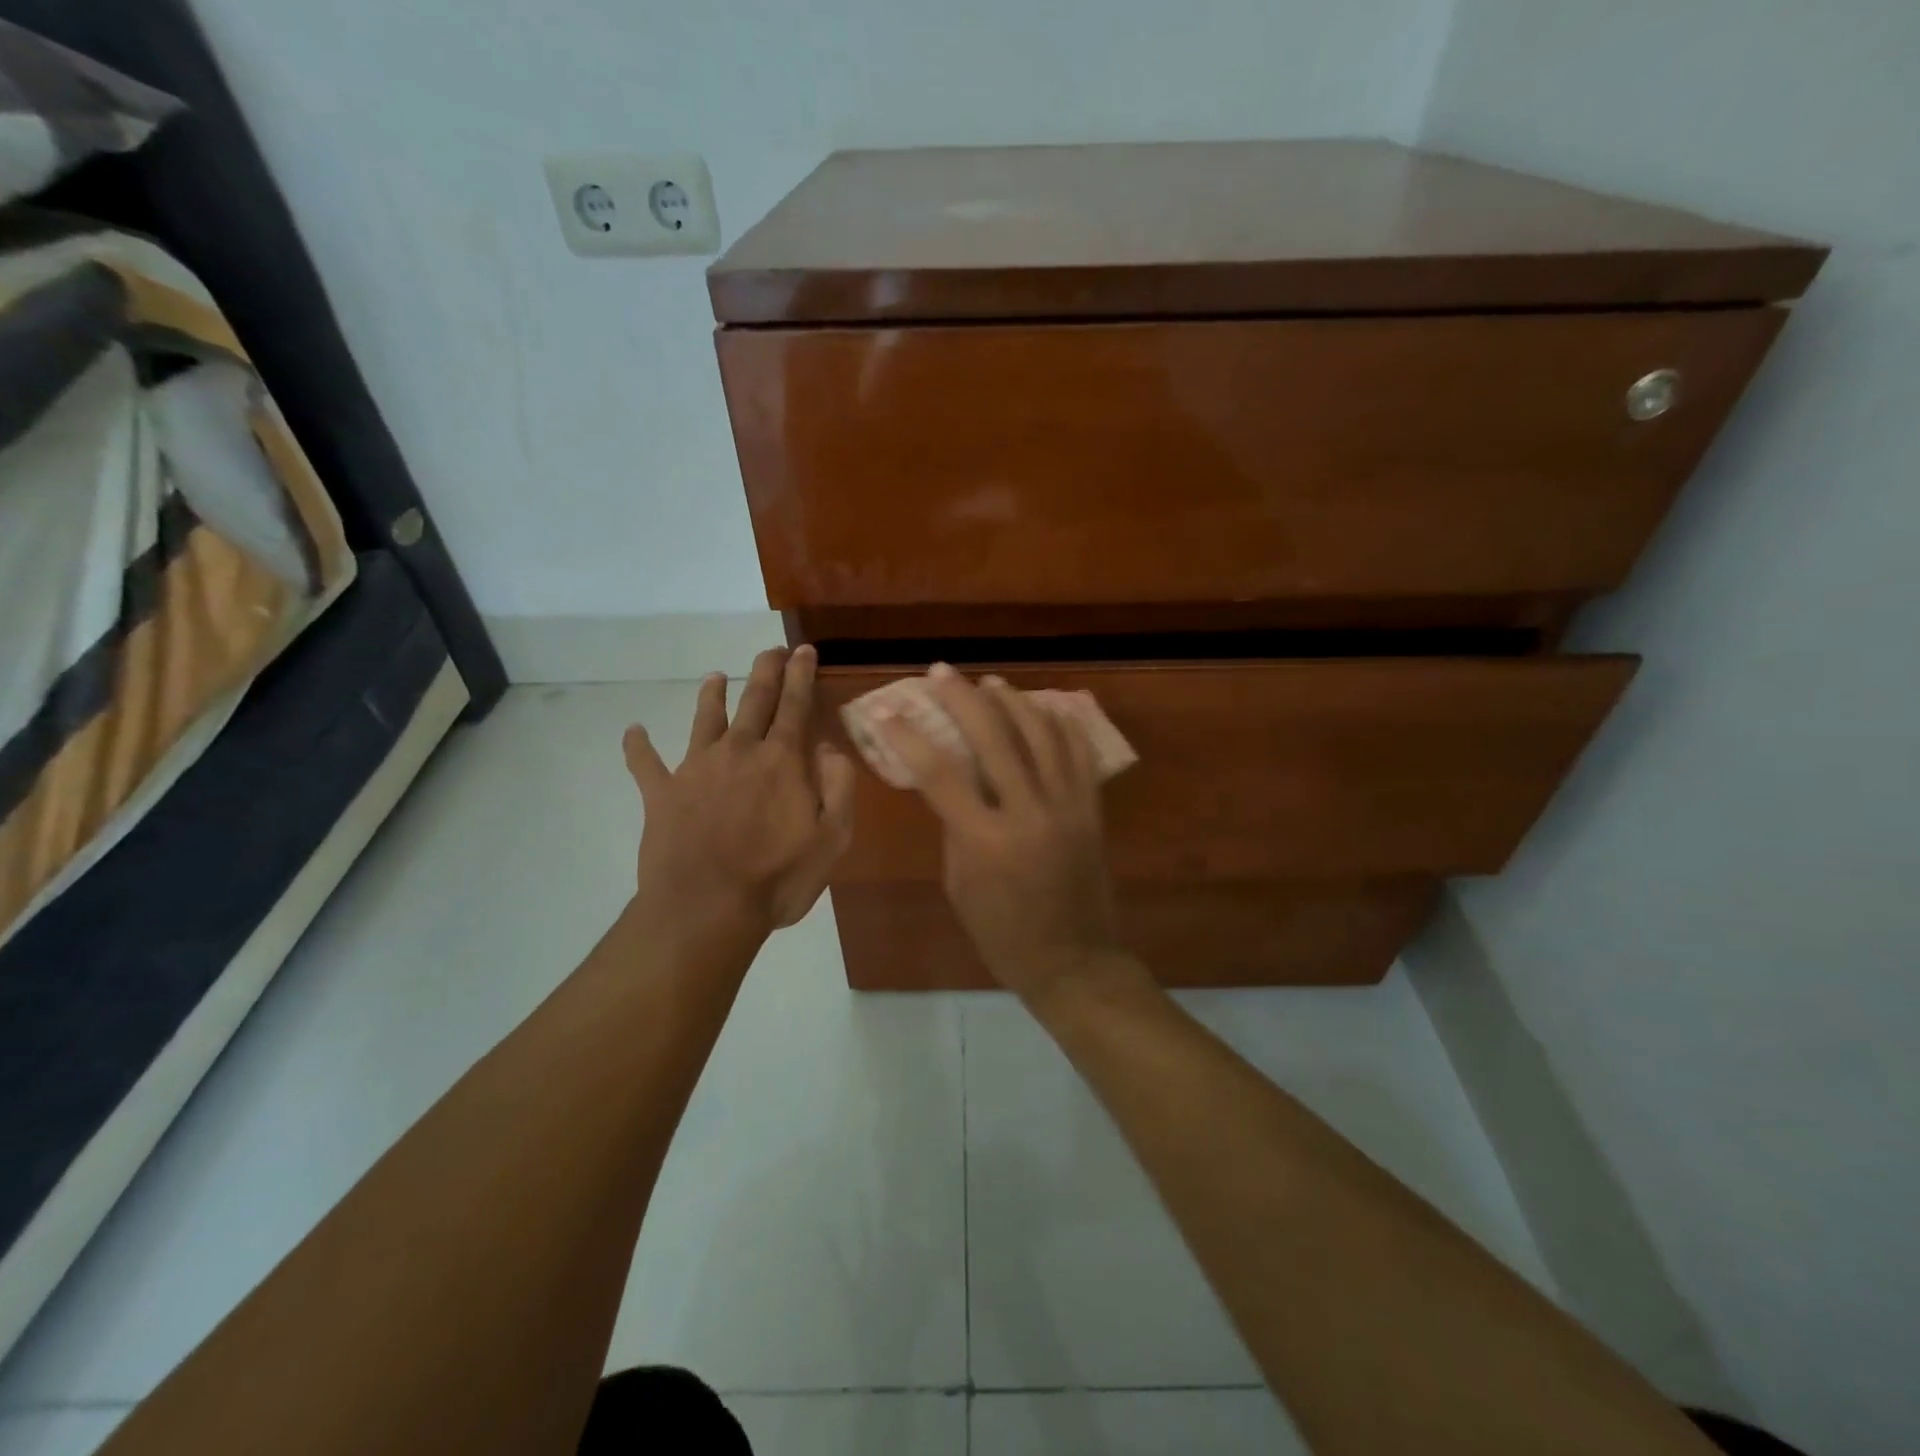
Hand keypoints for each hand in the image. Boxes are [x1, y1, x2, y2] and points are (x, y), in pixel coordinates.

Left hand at [624, 645, 854, 945]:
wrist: (706, 909)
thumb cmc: (777, 878)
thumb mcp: (831, 837)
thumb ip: (837, 786)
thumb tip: (828, 746)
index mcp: (781, 760)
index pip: (795, 705)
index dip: (801, 674)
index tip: (803, 650)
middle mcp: (739, 751)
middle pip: (754, 700)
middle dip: (765, 671)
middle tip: (771, 650)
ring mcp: (696, 769)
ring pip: (705, 720)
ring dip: (712, 695)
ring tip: (715, 676)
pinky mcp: (661, 794)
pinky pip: (645, 763)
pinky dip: (638, 745)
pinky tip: (633, 730)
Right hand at [874, 665, 1126, 1004]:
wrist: (1074, 961)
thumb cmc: (1003, 934)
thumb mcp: (960, 885)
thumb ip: (954, 827)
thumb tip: (951, 783)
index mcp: (986, 840)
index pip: (940, 773)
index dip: (909, 736)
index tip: (887, 710)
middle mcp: (1029, 813)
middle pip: (994, 738)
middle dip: (962, 698)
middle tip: (941, 673)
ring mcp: (1068, 807)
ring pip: (1041, 735)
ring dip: (1013, 701)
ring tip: (989, 683)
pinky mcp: (1093, 810)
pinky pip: (1080, 755)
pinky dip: (1062, 724)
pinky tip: (1046, 705)